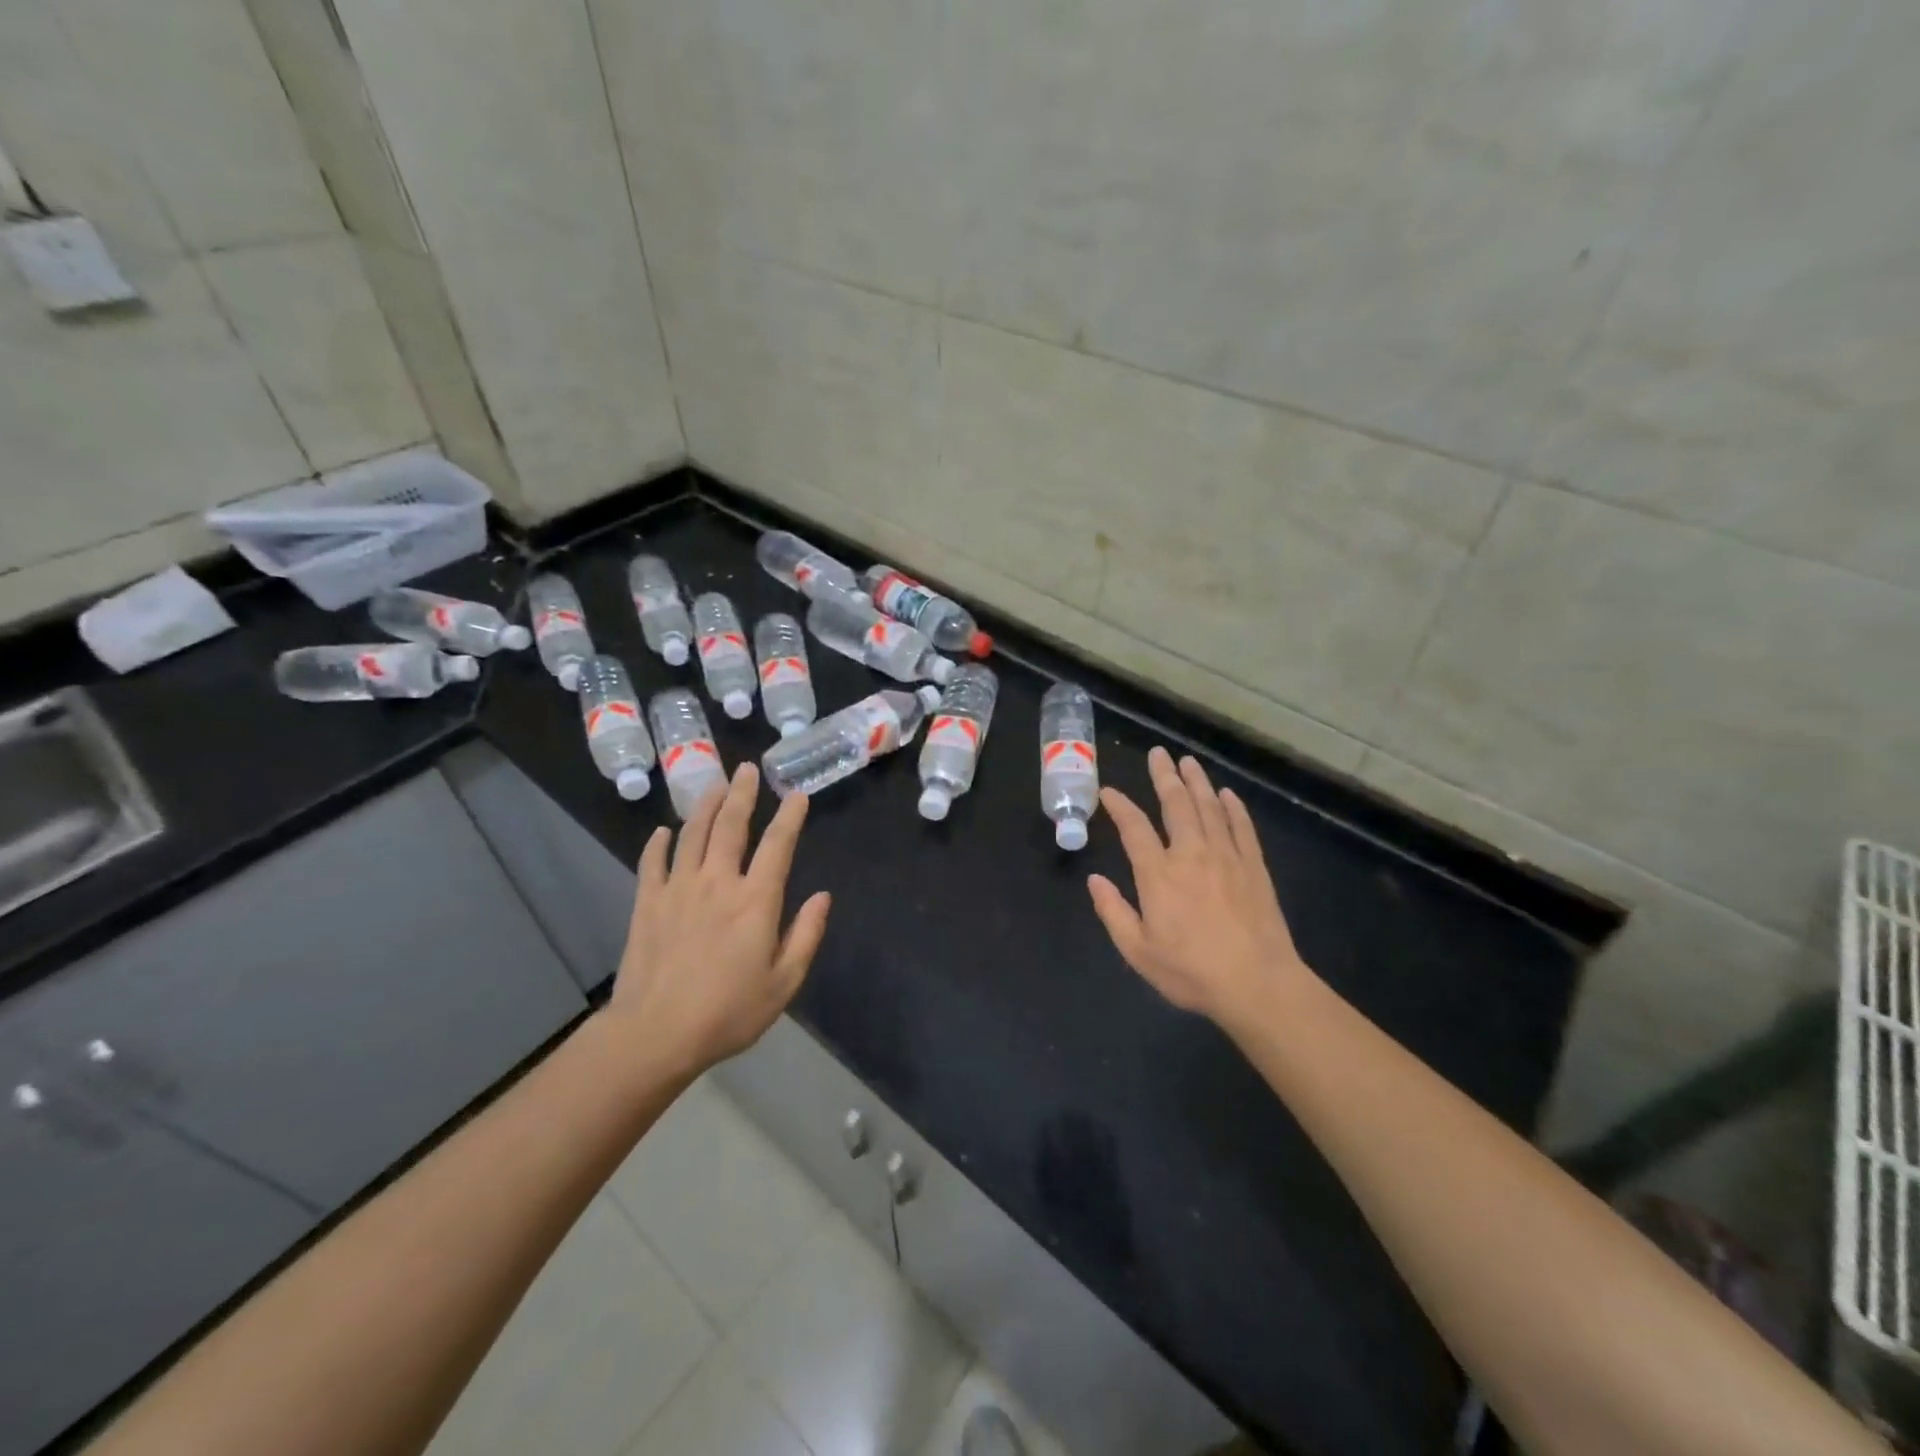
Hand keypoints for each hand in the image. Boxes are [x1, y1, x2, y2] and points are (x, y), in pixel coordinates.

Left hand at [605, 765, 830, 1075]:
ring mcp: (678, 889)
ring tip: (714, 784)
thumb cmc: (728, 1012)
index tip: (797, 795)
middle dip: (742, 793)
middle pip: (731, 826)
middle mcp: (718, 882)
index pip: (778, 845)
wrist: (655, 1034)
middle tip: (747, 768)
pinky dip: (659, 843)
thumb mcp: (783, 983)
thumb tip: (822, 896)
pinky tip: (664, 831)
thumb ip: (806, 935)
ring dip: (705, 806)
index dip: (790, 817)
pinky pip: (653, 862)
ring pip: (692, 834)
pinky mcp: (646, 903)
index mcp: (755, 900)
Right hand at [1087, 746, 1312, 1026]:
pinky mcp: (1254, 867)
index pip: (1134, 828)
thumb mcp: (1138, 951)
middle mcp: (1191, 854)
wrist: (1257, 984)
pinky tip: (1227, 794)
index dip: (1120, 806)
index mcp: (1159, 874)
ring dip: (1197, 782)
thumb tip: (1095, 880)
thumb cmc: (1191, 971)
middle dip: (1164, 777)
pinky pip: (1242, 827)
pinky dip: (1233, 808)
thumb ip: (1113, 912)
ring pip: (1209, 808)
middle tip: (1158, 753)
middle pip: (1176, 805)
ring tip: (1188, 762)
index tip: (1109, 791)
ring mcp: (1226, 857)